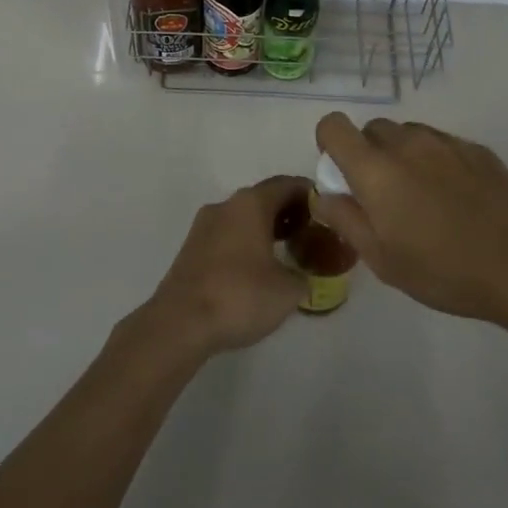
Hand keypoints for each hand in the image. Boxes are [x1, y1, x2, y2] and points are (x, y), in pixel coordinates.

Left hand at [145, 175, 310, 355]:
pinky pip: (227, 235)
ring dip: (266, 228)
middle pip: (264, 198)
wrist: (180, 323)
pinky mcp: (191, 248)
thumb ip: (304, 275)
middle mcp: (226, 205)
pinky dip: (247, 242)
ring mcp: (204, 226)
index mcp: (251, 204)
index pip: (287, 184)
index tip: (328, 211)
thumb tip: (302, 275)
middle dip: (289, 212)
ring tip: (288, 252)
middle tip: (311, 233)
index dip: (311, 195)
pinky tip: (258, 268)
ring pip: (243, 217)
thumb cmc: (240, 296)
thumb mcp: (288, 290)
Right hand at [314, 115, 507, 326]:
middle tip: (383, 197)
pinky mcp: (477, 149)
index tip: (342, 175)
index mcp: (376, 169)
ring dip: (402, 156)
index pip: (334, 126)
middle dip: (368, 154)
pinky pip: (442, 144)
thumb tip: (325, 195)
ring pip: (408, 134)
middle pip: (372, 129)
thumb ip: (346, 220)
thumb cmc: (445, 270)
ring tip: (422, 199)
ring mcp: (446, 142)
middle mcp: (407, 144)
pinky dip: (436, 161)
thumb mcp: (383, 260)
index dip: (329, 144)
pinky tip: (456, 200)